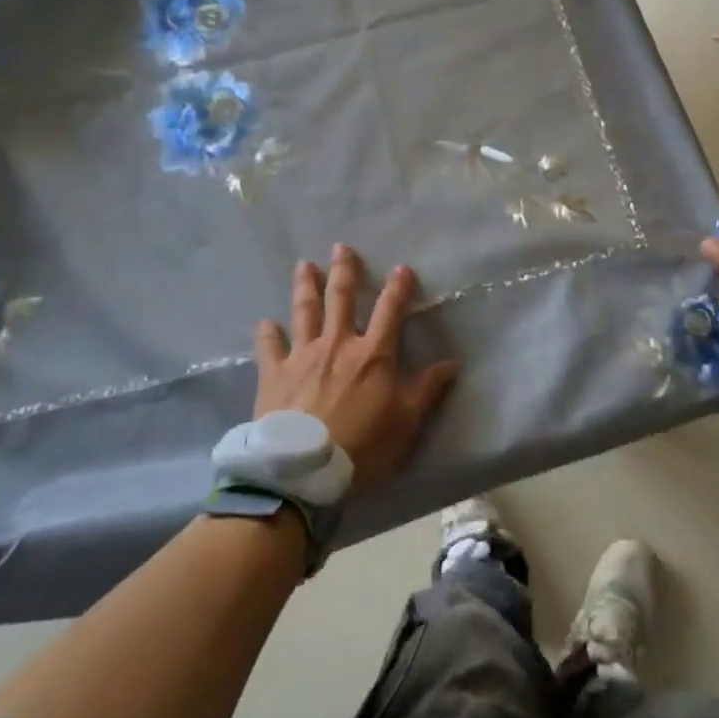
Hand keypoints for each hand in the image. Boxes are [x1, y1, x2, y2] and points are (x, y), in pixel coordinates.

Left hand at [253, 244, 457, 494]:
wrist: (303, 470)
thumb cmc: (363, 446)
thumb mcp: (406, 422)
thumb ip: (427, 389)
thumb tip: (452, 363)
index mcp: (373, 354)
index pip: (391, 310)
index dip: (398, 287)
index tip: (402, 268)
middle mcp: (338, 344)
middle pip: (341, 298)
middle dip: (344, 271)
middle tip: (340, 247)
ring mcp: (303, 356)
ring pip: (305, 312)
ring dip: (306, 286)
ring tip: (304, 265)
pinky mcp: (274, 374)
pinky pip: (269, 347)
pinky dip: (268, 333)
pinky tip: (265, 322)